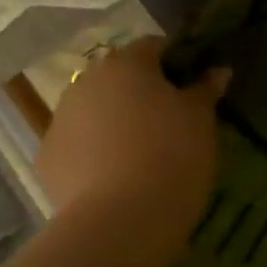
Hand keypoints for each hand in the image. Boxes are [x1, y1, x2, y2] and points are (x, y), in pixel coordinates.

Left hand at [37, 36, 229, 251]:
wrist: (122, 219)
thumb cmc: (172, 155)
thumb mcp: (201, 120)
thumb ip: (206, 90)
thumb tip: (218, 70)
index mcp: (126, 65)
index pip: (154, 46)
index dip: (176, 61)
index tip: (194, 83)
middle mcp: (86, 83)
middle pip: (119, 78)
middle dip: (142, 92)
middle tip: (171, 119)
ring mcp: (60, 120)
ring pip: (95, 110)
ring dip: (116, 121)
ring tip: (143, 151)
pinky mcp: (47, 159)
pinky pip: (79, 145)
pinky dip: (96, 152)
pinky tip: (117, 176)